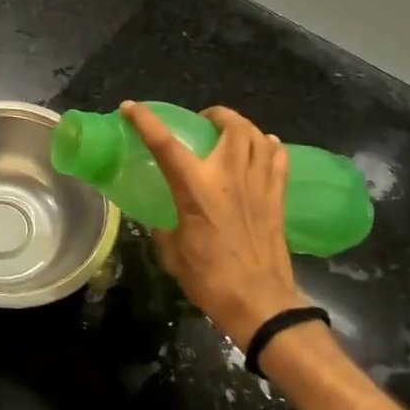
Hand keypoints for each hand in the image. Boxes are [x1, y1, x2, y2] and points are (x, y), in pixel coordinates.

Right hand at [122, 102, 303, 349]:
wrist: (260, 302)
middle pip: (231, 126)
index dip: (145, 121)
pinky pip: (279, 159)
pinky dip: (270, 147)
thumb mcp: (173, 253)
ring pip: (258, 136)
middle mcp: (229, 176)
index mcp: (196, 189)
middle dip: (217, 114)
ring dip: (244, 127)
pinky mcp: (278, 197)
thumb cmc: (210, 278)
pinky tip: (265, 149)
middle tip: (205, 120)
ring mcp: (259, 184)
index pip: (165, 144)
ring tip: (233, 132)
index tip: (130, 107)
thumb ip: (165, 228)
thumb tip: (162, 219)